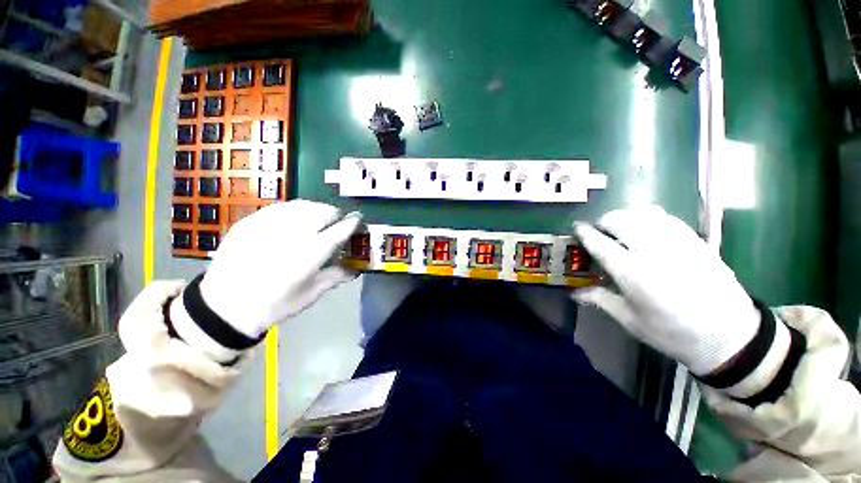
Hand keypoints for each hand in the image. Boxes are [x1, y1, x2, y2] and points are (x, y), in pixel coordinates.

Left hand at [200, 200, 361, 338]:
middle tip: (337, 221)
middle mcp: (292, 235)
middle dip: (335, 214)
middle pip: (323, 213)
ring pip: (302, 205)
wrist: (224, 307)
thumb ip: (335, 277)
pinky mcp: (250, 222)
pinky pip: (280, 207)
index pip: (339, 231)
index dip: (352, 224)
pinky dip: (294, 208)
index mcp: (310, 255)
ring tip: (319, 216)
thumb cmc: (274, 305)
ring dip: (317, 208)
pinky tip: (294, 216)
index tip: (358, 221)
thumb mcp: (310, 295)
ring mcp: (269, 226)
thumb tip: (356, 269)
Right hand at [572, 205, 759, 375]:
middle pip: (620, 221)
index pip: (600, 244)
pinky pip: (667, 218)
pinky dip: (650, 217)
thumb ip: (600, 299)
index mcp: (632, 273)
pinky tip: (648, 227)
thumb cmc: (673, 333)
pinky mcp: (695, 241)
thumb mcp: (630, 320)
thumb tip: (574, 293)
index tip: (577, 227)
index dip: (585, 232)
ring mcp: (677, 243)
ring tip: (622, 227)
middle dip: (604, 221)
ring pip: (643, 214)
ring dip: (626, 216)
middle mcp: (652, 252)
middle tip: (600, 231)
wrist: (730, 337)